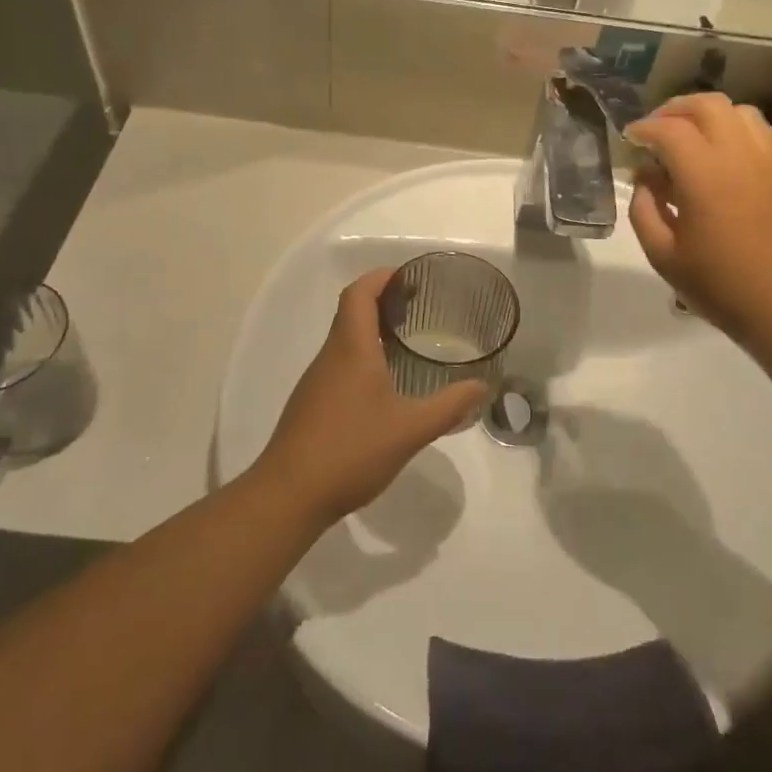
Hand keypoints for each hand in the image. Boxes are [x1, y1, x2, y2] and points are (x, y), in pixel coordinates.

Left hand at [254, 269, 488, 526]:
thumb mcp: (410, 429)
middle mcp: (330, 356)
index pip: (359, 293)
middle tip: (418, 308)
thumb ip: (449, 406)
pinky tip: (384, 386)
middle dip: (382, 301)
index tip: (409, 277)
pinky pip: (339, 364)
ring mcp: (317, 381)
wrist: (289, 495)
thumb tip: (481, 387)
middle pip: (351, 311)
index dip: (381, 277)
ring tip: (407, 342)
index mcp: (351, 348)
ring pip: (344, 339)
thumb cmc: (350, 451)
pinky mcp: (311, 404)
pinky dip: (362, 357)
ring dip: (372, 330)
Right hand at [625, 92, 771, 348]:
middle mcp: (739, 155)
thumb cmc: (719, 285)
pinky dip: (737, 132)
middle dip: (675, 110)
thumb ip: (644, 209)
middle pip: (706, 105)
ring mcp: (770, 161)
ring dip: (709, 116)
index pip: (668, 129)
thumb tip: (646, 178)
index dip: (643, 128)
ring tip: (692, 138)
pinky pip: (762, 134)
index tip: (630, 139)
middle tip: (657, 130)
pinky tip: (726, 158)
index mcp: (704, 174)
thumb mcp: (663, 255)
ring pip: (740, 112)